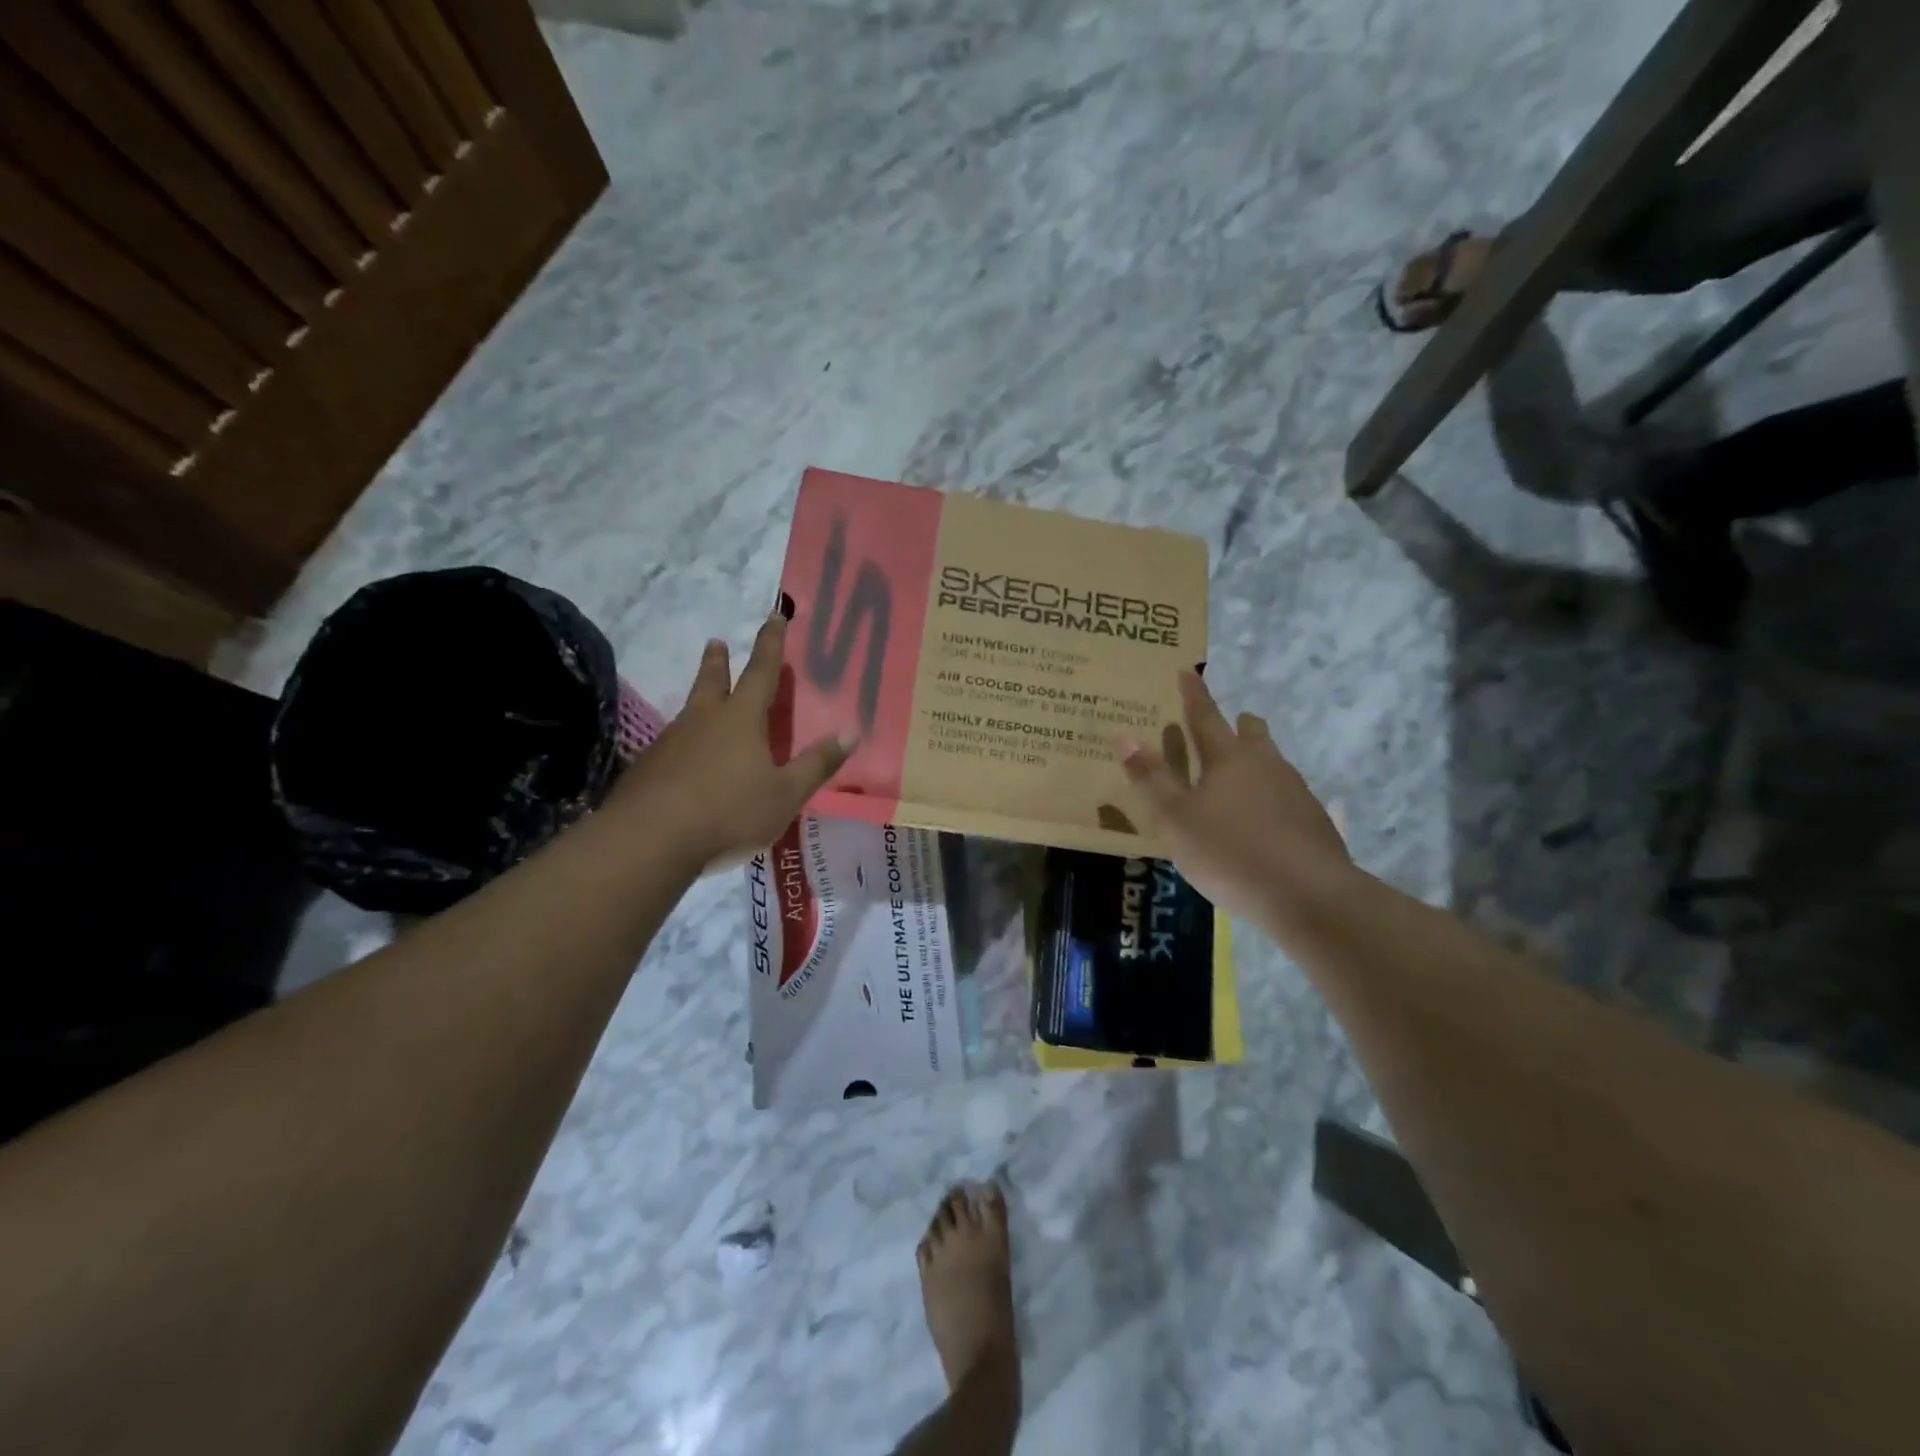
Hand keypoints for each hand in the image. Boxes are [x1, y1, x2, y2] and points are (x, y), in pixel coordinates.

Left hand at [609, 613, 852, 869]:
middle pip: (712, 680)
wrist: (649, 840)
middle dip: (718, 661)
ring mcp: (670, 742)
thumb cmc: (728, 812)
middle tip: (716, 642)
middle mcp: (703, 720)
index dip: (771, 643)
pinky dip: (684, 742)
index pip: (761, 671)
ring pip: (690, 711)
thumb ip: (817, 764)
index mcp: (741, 719)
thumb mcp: (785, 794)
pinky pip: (673, 745)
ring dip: (700, 698)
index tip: (775, 616)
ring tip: (705, 702)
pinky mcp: (648, 768)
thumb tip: (851, 733)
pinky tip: (684, 761)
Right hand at [1116, 671, 1354, 934]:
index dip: (1193, 694)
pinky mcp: (1314, 821)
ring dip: (1255, 761)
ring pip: (1272, 763)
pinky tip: (1262, 822)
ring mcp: (1296, 792)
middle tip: (1226, 725)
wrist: (1310, 896)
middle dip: (1237, 724)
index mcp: (1229, 758)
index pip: (1205, 716)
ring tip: (1238, 778)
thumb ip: (1151, 779)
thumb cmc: (1231, 852)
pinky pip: (1286, 796)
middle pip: (1251, 733)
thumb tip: (1124, 736)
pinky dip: (1269, 797)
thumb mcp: (1176, 819)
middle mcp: (1266, 765)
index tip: (1187, 671)